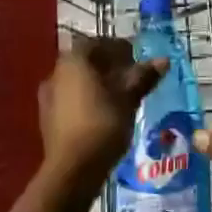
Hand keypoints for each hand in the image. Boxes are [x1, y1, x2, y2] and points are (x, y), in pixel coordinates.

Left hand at [37, 37, 167, 189]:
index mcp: (74, 61)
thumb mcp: (128, 99)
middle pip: (85, 61)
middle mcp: (56, 73)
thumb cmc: (103, 125)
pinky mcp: (48, 118)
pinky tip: (103, 113)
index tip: (135, 57)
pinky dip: (87, 99)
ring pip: (77, 81)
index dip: (117, 47)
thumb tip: (163, 60)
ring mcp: (49, 96)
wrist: (72, 169)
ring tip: (120, 96)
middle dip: (108, 65)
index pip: (96, 43)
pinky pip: (71, 99)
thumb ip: (143, 77)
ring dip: (97, 83)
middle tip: (130, 76)